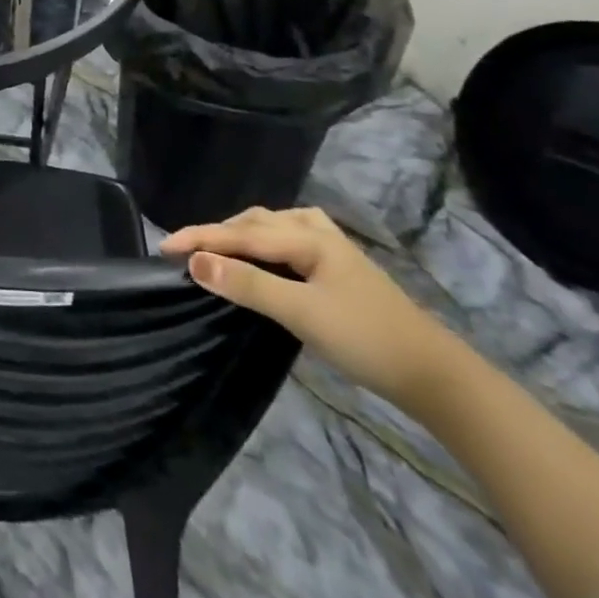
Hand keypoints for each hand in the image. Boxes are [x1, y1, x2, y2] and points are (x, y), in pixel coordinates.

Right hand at [161, 206, 462, 409]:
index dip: (199, 238)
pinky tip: (260, 257)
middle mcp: (315, 230)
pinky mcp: (336, 267)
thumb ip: (248, 285)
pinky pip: (284, 242)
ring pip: (270, 229)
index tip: (162, 247)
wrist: (436, 375)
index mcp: (306, 235)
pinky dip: (260, 245)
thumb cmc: (366, 339)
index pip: (239, 232)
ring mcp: (329, 247)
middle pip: (253, 222)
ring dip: (238, 236)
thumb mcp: (302, 314)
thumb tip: (195, 263)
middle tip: (185, 252)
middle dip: (217, 232)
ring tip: (214, 251)